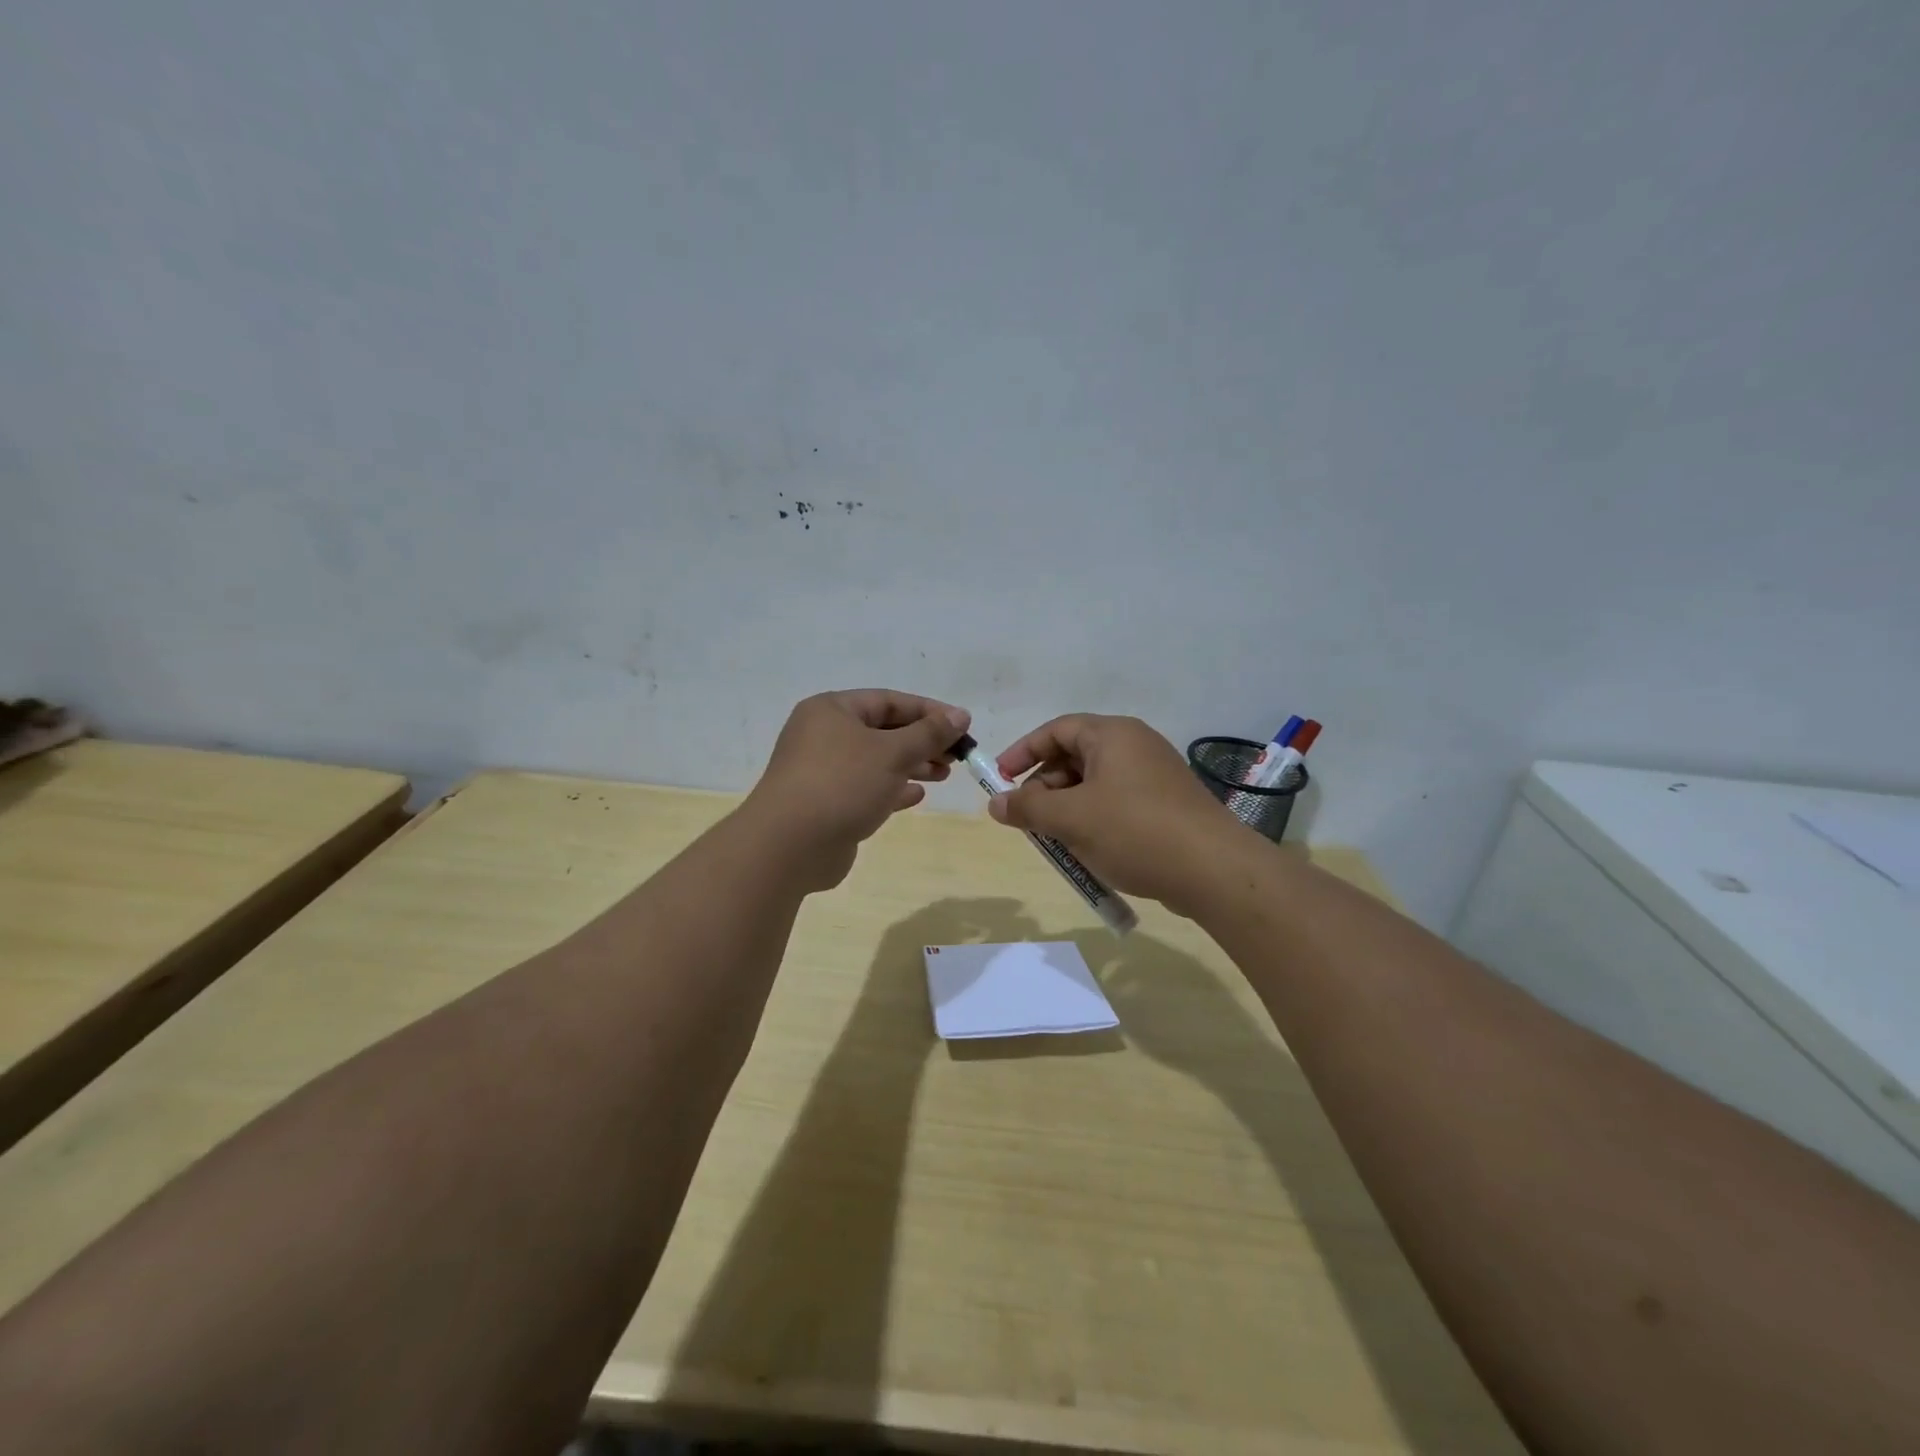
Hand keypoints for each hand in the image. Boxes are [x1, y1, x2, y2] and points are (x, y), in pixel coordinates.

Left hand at [746, 689, 970, 891]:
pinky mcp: (826, 804)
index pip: (888, 701)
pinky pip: (866, 788)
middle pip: (883, 731)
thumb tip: (960, 715)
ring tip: (944, 775)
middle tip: (957, 755)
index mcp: (832, 710)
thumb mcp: (892, 752)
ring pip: (876, 761)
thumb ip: (929, 733)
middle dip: (922, 741)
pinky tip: (917, 796)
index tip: (962, 725)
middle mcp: (823, 735)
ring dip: (912, 765)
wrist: (789, 845)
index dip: (928, 711)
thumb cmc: (842, 784)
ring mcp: (822, 771)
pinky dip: (892, 789)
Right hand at [988, 714, 1244, 914]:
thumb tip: (996, 803)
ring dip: (1067, 808)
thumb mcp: (1072, 819)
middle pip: (1074, 757)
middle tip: (1027, 818)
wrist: (1215, 870)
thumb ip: (1028, 807)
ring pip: (1094, 784)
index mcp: (1113, 735)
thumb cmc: (1135, 831)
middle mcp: (1135, 746)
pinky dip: (1093, 820)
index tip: (999, 779)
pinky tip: (1087, 850)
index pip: (1056, 730)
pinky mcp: (1166, 805)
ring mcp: (1154, 776)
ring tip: (1055, 840)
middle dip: (1044, 786)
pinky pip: (1116, 803)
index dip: (1023, 752)